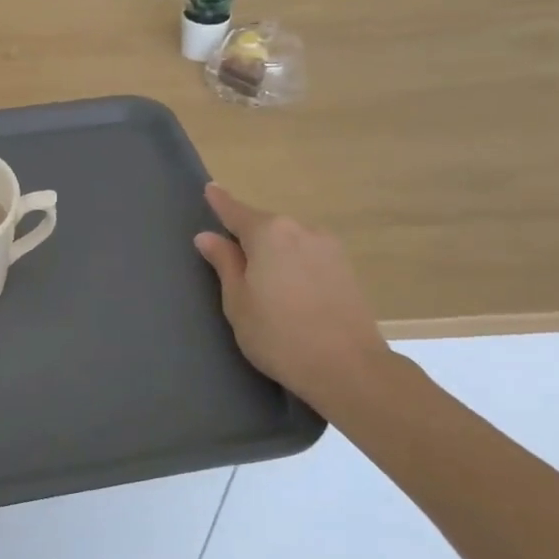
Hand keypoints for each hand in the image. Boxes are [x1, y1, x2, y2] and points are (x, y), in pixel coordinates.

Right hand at [194, 185, 393, 412]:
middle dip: (247, 236)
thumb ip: (224, 264)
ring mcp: (328, 248)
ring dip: (273, 252)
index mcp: (268, 233)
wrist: (350, 368)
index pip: (236, 211)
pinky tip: (289, 290)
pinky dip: (293, 264)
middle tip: (230, 259)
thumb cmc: (279, 335)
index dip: (220, 202)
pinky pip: (308, 256)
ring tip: (261, 282)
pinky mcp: (346, 269)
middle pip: (265, 226)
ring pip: (288, 241)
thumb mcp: (238, 302)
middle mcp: (300, 230)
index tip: (210, 189)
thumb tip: (208, 236)